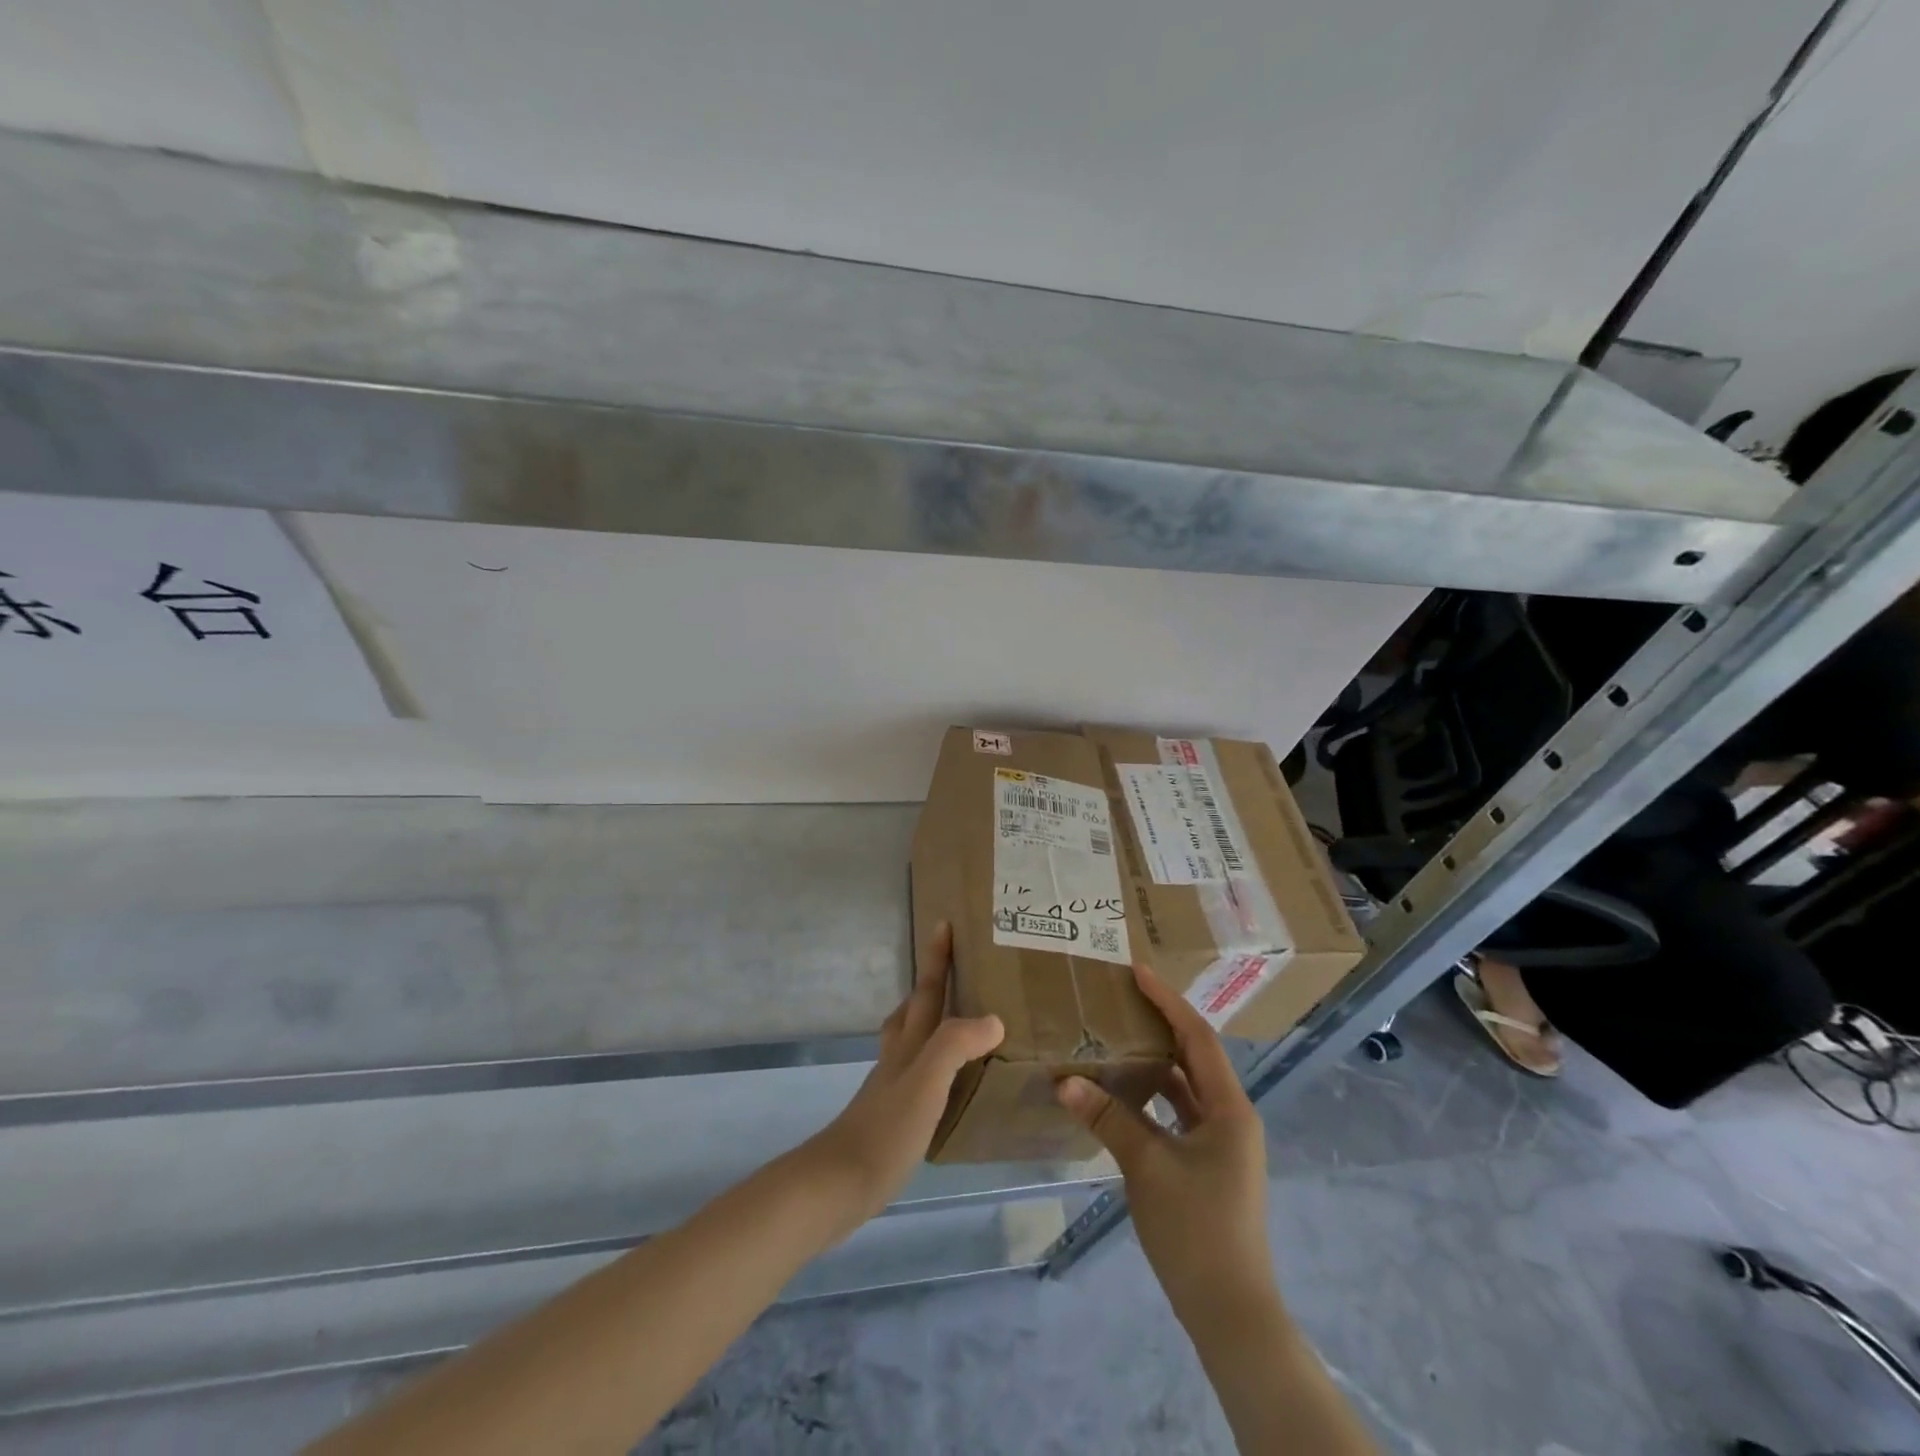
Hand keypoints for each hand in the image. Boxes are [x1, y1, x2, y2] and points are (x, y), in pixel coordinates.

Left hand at [803, 921, 1002, 1236]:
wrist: (839, 1184)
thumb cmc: (885, 1129)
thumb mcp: (926, 1081)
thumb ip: (955, 1045)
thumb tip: (994, 1020)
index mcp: (909, 1044)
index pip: (926, 991)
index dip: (936, 958)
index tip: (943, 922)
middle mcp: (899, 1058)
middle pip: (913, 1009)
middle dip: (930, 983)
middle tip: (952, 966)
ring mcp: (892, 1087)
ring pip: (911, 1038)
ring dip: (929, 1020)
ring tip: (955, 1018)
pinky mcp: (893, 1116)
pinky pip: (919, 1072)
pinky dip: (934, 1062)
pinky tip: (947, 1081)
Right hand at [1056, 964, 1275, 1326]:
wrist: (1231, 1313)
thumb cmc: (1197, 1230)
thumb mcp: (1147, 1166)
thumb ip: (1108, 1118)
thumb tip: (1064, 1080)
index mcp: (1229, 1109)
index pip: (1197, 1038)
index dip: (1168, 1001)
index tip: (1137, 972)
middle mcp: (1231, 1118)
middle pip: (1194, 1057)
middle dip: (1161, 1024)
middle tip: (1123, 999)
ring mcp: (1221, 1144)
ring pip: (1185, 1087)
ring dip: (1154, 1062)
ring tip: (1117, 1037)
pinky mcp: (1208, 1166)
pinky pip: (1178, 1115)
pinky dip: (1152, 1098)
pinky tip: (1121, 1094)